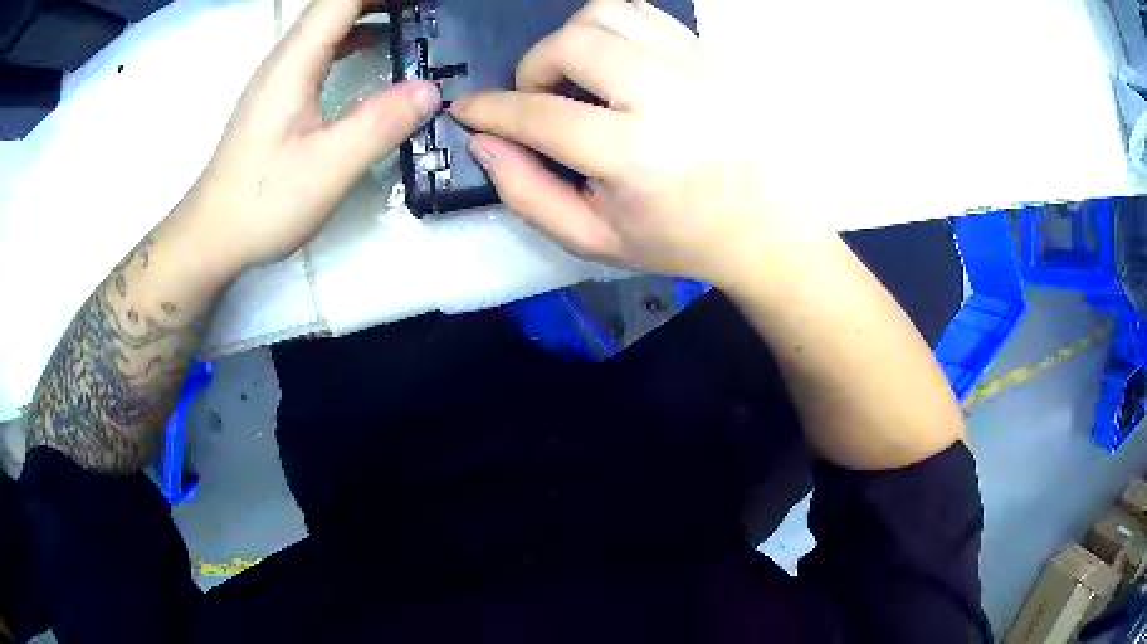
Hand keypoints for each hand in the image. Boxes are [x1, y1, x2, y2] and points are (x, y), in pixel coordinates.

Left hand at [186, 0, 439, 269]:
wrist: (213, 235)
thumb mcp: (328, 168)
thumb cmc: (262, 202)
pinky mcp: (279, 95)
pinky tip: (377, 45)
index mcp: (294, 62)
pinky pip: (322, 46)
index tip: (424, 1)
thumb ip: (380, 123)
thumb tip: (430, 90)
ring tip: (414, 13)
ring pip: (328, 22)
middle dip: (381, 0)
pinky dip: (354, 34)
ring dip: (370, 10)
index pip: (342, 0)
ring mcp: (279, 76)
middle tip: (427, 7)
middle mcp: (285, 58)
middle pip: (336, 4)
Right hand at [451, 0, 806, 288]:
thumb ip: (528, 194)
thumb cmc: (683, 238)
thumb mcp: (595, 239)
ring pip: (605, 13)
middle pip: (570, 43)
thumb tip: (485, 142)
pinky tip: (615, 61)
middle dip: (534, 68)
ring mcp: (693, 65)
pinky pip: (644, 13)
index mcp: (633, 155)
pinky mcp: (710, 52)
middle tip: (540, 98)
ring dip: (572, 40)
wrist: (770, 223)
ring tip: (579, 78)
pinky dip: (612, 28)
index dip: (490, 108)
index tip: (469, 109)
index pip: (537, 113)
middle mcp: (664, 96)